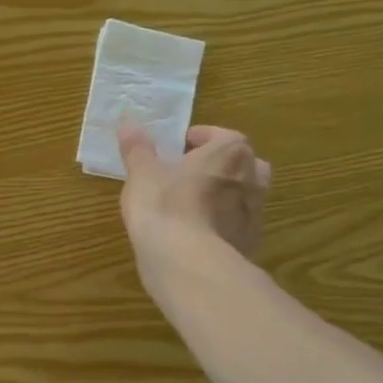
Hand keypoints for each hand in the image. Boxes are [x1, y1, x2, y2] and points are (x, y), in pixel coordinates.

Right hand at [117, 120, 271, 297]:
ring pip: (243, 196)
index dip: (199, 138)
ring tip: (191, 204)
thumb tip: (127, 121)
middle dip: (220, 165)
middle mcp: (252, 179)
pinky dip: (221, 224)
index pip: (222, 135)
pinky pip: (236, 225)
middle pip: (242, 164)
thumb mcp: (142, 172)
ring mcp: (255, 214)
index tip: (177, 147)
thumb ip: (137, 147)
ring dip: (223, 195)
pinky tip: (196, 233)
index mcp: (230, 153)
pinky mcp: (250, 244)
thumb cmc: (164, 205)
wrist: (187, 262)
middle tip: (190, 173)